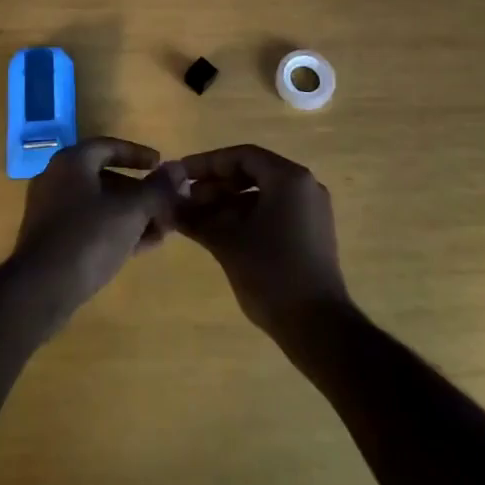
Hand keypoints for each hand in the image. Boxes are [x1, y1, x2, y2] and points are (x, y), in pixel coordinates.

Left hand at [13, 139, 186, 323]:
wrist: (40, 291)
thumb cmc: (88, 237)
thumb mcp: (131, 210)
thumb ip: (157, 189)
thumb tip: (177, 169)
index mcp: (72, 162)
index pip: (109, 146)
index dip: (138, 154)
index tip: (161, 165)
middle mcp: (57, 180)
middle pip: (106, 177)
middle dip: (139, 191)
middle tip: (165, 203)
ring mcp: (51, 212)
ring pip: (99, 205)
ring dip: (131, 214)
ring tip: (161, 229)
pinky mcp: (51, 241)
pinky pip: (89, 226)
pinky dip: (115, 230)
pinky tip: (140, 247)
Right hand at [176, 145, 350, 345]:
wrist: (318, 328)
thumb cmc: (271, 274)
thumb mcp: (226, 242)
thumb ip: (195, 217)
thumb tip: (166, 204)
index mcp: (288, 178)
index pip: (241, 156)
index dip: (207, 163)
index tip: (180, 174)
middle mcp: (304, 186)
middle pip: (253, 172)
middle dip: (216, 184)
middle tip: (185, 199)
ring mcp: (312, 210)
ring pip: (262, 194)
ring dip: (229, 202)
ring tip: (197, 218)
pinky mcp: (312, 233)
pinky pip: (275, 211)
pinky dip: (247, 217)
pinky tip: (221, 233)